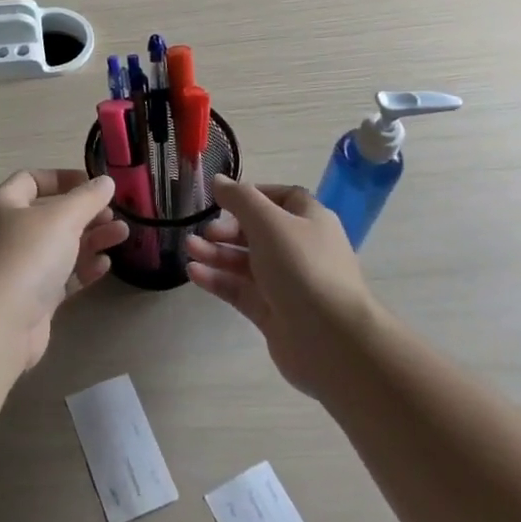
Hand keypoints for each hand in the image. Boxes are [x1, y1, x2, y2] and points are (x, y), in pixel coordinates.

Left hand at [0, 170, 128, 370]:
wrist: (0, 323)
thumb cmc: (28, 256)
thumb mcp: (63, 218)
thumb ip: (88, 198)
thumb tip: (106, 181)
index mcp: (5, 204)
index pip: (32, 179)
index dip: (64, 178)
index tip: (94, 185)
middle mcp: (8, 232)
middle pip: (51, 215)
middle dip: (85, 213)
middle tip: (114, 215)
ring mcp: (19, 267)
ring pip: (59, 246)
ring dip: (90, 239)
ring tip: (122, 236)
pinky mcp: (32, 298)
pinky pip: (61, 277)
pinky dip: (82, 269)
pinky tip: (104, 266)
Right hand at [184, 177, 381, 396]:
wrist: (331, 340)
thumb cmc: (302, 267)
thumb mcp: (268, 222)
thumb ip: (240, 198)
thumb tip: (218, 180)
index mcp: (310, 221)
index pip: (281, 198)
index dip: (252, 195)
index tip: (222, 199)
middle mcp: (300, 249)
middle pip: (258, 231)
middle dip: (228, 229)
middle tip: (205, 231)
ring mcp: (287, 283)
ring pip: (246, 262)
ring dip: (217, 253)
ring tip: (189, 248)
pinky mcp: (273, 312)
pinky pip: (240, 290)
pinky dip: (218, 280)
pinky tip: (194, 272)